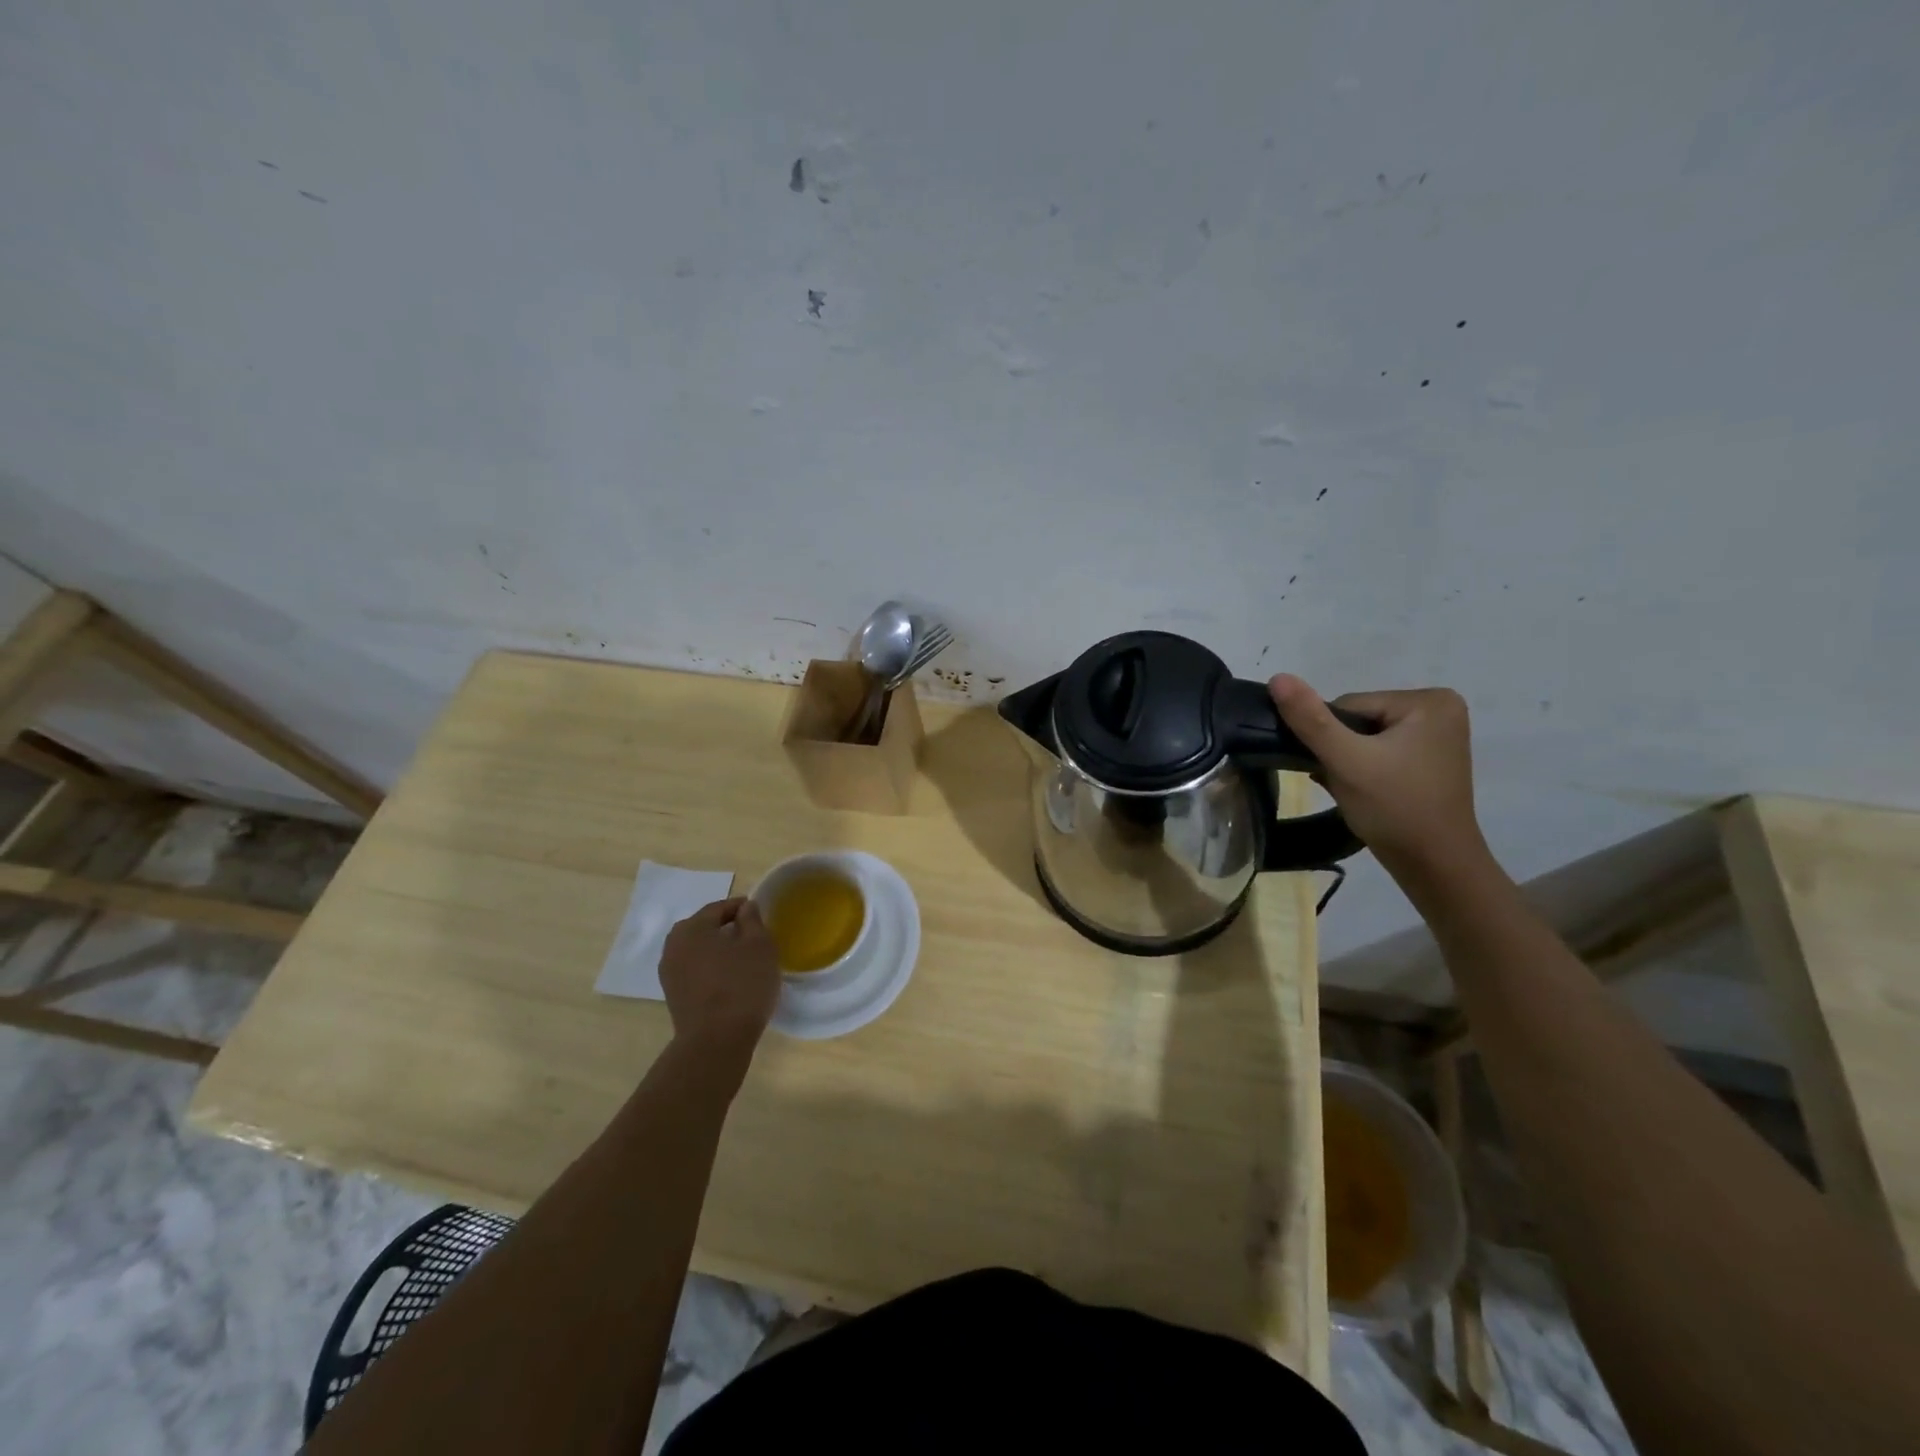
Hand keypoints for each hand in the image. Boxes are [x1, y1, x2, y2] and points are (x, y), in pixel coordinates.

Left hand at [658, 898, 779, 1066]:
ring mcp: (669, 973)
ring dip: (717, 949)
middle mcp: (673, 946)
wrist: (716, 1042)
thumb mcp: (759, 946)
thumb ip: (752, 920)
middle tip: (752, 935)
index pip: (718, 908)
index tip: (760, 913)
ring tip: (742, 959)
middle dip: (726, 927)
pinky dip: (710, 968)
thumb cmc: (742, 985)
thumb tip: (745, 908)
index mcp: (692, 928)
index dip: (741, 907)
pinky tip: (729, 979)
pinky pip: (694, 970)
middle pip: (704, 927)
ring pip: (698, 950)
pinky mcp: (673, 995)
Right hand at [1267, 675, 1489, 878]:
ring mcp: (1438, 735)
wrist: (1434, 867)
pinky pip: (1380, 751)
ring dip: (1347, 762)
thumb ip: (1310, 719)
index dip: (1331, 738)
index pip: (1350, 705)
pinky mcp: (1430, 759)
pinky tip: (1364, 792)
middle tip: (1343, 783)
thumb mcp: (1346, 761)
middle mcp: (1440, 709)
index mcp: (1429, 700)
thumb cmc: (1394, 809)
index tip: (1337, 769)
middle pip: (1358, 719)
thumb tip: (1278, 677)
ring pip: (1365, 737)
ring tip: (1353, 790)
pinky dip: (1363, 769)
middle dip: (1340, 750)